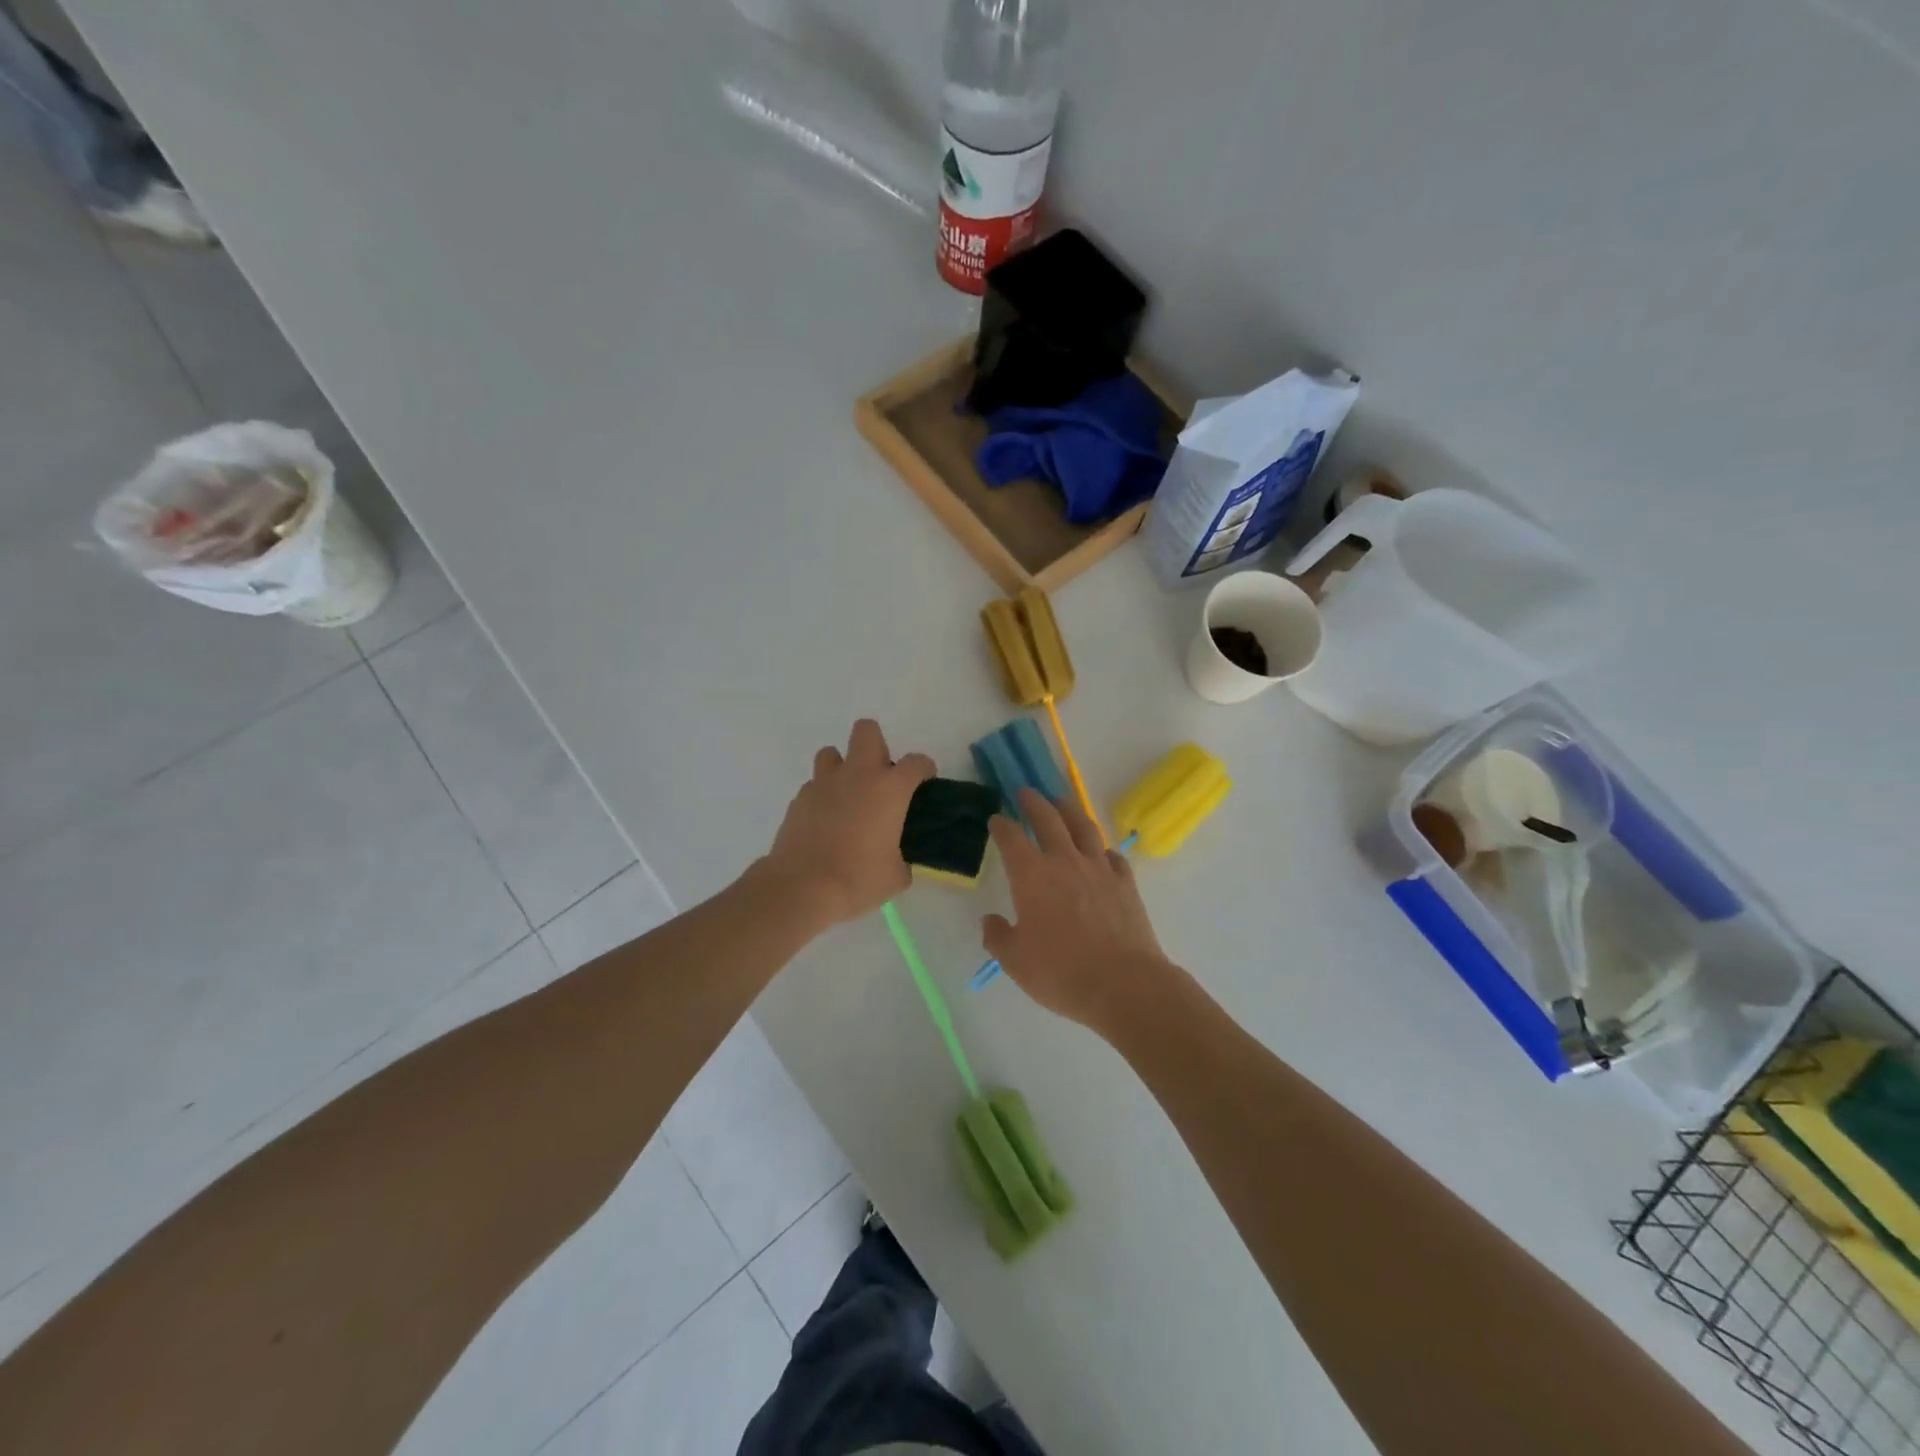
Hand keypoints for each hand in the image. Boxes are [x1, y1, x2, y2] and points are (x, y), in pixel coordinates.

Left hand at [760, 719, 933, 928]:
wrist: (802, 888)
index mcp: (890, 789)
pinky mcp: (799, 799)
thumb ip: (902, 859)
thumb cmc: (858, 879)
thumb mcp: (896, 876)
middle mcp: (858, 775)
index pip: (916, 762)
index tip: (924, 782)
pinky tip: (825, 820)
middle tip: (880, 777)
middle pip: (867, 731)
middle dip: (877, 745)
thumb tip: (897, 861)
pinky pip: (814, 785)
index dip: (924, 769)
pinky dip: (823, 796)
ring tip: (847, 795)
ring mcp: (824, 783)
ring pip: (832, 753)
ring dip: (843, 767)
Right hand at [982, 790, 1177, 1036]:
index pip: (1012, 838)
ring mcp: (1099, 869)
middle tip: (1026, 792)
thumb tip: (990, 921)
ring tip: (1062, 802)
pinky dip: (1102, 849)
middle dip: (1034, 802)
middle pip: (1049, 819)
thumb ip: (998, 937)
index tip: (996, 819)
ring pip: (1084, 827)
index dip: (1002, 825)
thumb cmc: (1061, 973)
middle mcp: (1065, 862)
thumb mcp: (1015, 962)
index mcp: (1032, 876)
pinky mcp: (1126, 883)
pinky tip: (1101, 852)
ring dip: (1070, 810)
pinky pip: (1113, 856)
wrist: (1124, 984)